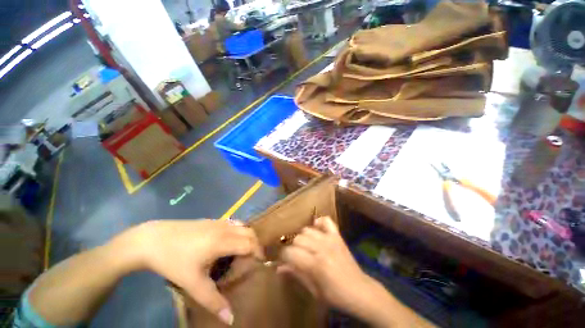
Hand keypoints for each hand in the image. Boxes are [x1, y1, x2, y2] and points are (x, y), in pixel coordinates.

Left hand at [111, 220, 262, 325]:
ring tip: (243, 250)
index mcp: (223, 241)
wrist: (153, 239)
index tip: (260, 263)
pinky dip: (239, 231)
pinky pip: (233, 223)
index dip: (258, 252)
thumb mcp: (192, 283)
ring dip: (247, 236)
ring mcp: (218, 222)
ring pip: (242, 225)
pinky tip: (228, 242)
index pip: (250, 243)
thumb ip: (212, 300)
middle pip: (250, 232)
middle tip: (252, 259)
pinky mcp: (212, 220)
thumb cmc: (174, 261)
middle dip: (256, 244)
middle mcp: (225, 228)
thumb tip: (230, 318)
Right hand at [279, 217, 433, 327]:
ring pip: (307, 230)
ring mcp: (330, 239)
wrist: (360, 290)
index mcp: (315, 264)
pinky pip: (326, 221)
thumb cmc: (335, 295)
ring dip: (303, 238)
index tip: (283, 260)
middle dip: (293, 247)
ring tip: (306, 246)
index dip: (283, 255)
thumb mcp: (313, 290)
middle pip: (297, 238)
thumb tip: (279, 267)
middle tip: (295, 256)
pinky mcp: (337, 235)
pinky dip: (319, 223)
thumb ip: (296, 274)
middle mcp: (322, 248)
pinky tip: (316, 230)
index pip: (290, 252)